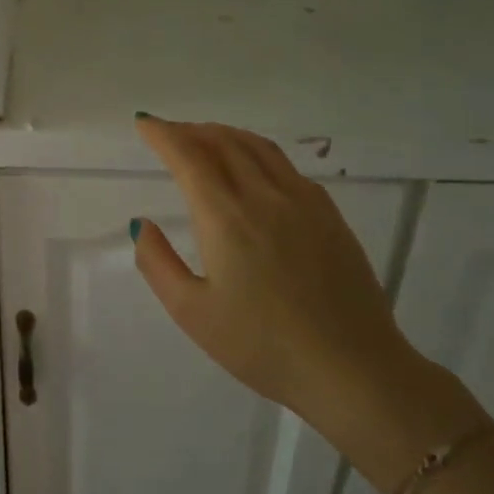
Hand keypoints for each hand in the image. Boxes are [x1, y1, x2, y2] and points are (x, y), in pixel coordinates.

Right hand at [130, 116, 422, 434]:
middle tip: (168, 132)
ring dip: (225, 134)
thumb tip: (140, 224)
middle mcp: (264, 196)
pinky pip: (286, 166)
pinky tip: (254, 169)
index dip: (162, 134)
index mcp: (225, 217)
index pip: (188, 156)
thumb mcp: (192, 312)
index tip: (144, 123)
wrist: (353, 370)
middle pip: (223, 142)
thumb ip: (157, 262)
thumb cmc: (262, 346)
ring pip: (258, 147)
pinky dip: (257, 152)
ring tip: (205, 137)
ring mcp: (304, 202)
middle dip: (190, 130)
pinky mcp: (330, 216)